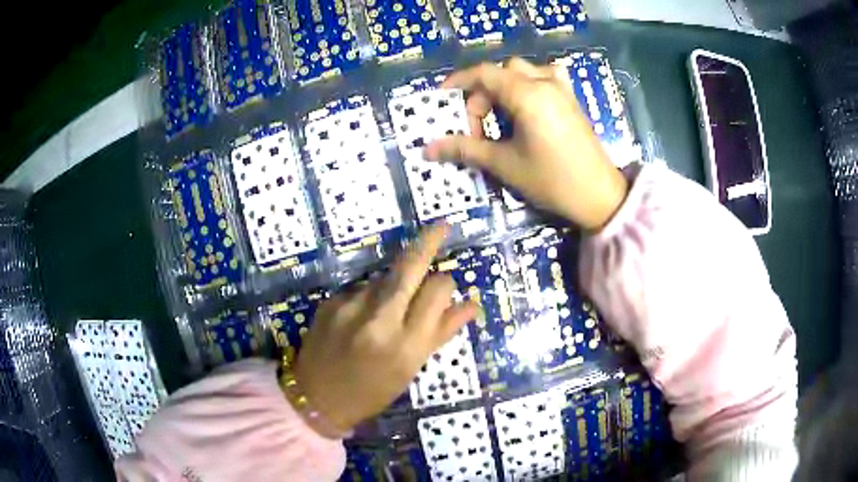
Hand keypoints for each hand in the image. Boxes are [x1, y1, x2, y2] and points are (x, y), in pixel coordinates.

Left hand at [292, 224, 477, 435]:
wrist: (315, 398)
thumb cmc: (371, 392)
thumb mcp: (410, 369)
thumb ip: (440, 333)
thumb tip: (471, 304)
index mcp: (406, 344)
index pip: (436, 290)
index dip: (446, 284)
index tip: (446, 287)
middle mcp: (379, 319)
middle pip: (409, 266)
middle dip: (429, 241)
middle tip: (443, 225)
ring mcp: (350, 306)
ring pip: (385, 277)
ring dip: (397, 284)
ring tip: (390, 311)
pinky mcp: (330, 301)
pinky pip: (362, 289)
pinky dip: (372, 297)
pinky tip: (363, 319)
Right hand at [425, 58, 628, 230]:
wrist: (599, 196)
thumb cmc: (551, 180)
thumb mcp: (504, 164)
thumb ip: (465, 149)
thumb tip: (428, 149)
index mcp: (527, 94)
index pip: (483, 74)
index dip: (458, 83)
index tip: (442, 100)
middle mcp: (545, 82)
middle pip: (501, 72)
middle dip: (482, 94)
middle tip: (477, 125)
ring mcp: (561, 89)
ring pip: (522, 72)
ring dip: (503, 88)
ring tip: (499, 117)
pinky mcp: (570, 99)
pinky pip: (542, 79)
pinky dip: (524, 87)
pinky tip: (524, 110)